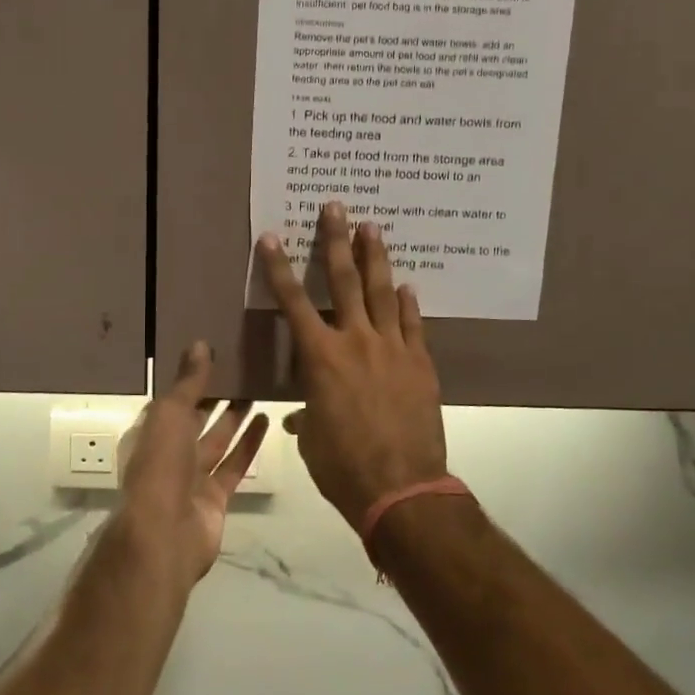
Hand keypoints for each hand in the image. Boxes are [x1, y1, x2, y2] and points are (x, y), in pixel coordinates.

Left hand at [114, 342, 266, 587]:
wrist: (165, 535)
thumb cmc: (160, 466)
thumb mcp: (170, 414)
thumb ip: (188, 382)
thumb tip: (199, 344)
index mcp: (149, 433)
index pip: (171, 401)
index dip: (190, 380)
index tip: (214, 355)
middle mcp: (168, 454)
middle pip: (195, 420)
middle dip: (215, 397)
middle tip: (242, 369)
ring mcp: (192, 478)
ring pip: (217, 440)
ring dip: (235, 417)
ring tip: (257, 389)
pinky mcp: (216, 497)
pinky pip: (234, 464)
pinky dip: (249, 444)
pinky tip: (266, 419)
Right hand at [257, 202, 446, 529]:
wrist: (402, 487)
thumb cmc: (343, 466)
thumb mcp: (313, 440)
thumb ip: (309, 417)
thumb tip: (306, 417)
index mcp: (320, 358)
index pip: (293, 303)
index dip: (279, 269)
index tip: (273, 237)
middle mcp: (356, 342)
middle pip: (345, 281)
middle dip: (337, 241)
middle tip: (337, 206)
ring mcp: (393, 349)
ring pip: (384, 293)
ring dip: (376, 258)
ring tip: (373, 228)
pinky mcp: (420, 364)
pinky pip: (414, 325)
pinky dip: (409, 304)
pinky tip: (409, 287)